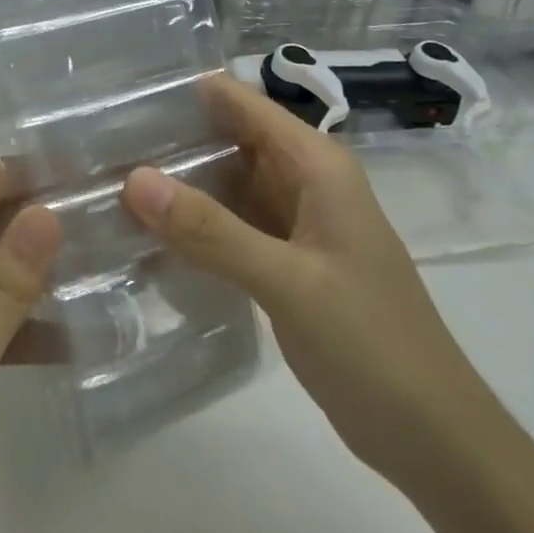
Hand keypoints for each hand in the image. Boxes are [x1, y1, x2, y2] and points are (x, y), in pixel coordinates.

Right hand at [122, 73, 495, 492]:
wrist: (434, 439)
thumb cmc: (372, 346)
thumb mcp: (288, 282)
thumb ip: (210, 231)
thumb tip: (133, 178)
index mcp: (316, 165)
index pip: (241, 102)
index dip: (186, 93)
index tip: (121, 98)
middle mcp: (305, 181)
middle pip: (229, 137)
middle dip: (171, 137)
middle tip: (99, 144)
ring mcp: (295, 222)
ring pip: (226, 183)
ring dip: (178, 181)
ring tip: (107, 177)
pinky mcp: (284, 260)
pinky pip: (230, 224)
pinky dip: (194, 224)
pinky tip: (147, 231)